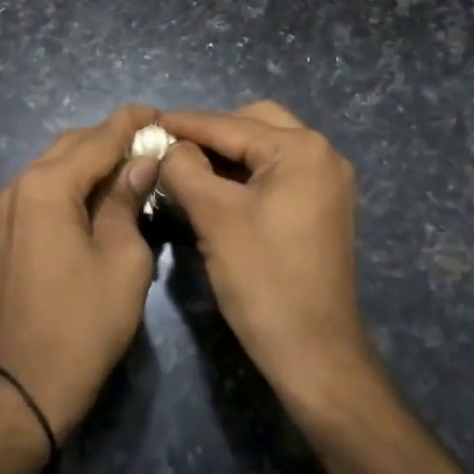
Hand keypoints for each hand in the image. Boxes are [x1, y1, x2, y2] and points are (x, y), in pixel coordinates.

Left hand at [0, 103, 161, 439]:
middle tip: (151, 141)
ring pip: (55, 163)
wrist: (29, 383)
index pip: (99, 138)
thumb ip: (129, 199)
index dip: (131, 122)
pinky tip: (99, 192)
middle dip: (112, 138)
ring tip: (130, 163)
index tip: (159, 112)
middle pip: (73, 144)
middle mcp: (20, 184)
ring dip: (91, 158)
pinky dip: (73, 180)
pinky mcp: (6, 228)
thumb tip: (140, 161)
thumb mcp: (124, 257)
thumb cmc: (86, 321)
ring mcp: (7, 206)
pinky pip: (43, 187)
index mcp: (49, 185)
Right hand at [158, 102, 370, 403]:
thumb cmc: (263, 279)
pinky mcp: (322, 207)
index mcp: (302, 149)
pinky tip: (215, 187)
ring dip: (228, 152)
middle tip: (171, 147)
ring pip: (266, 148)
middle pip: (255, 123)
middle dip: (212, 132)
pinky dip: (246, 173)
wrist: (314, 352)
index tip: (147, 120)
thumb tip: (168, 147)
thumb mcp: (214, 217)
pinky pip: (278, 173)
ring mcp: (327, 181)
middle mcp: (322, 154)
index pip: (231, 124)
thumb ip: (185, 169)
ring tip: (186, 165)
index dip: (185, 123)